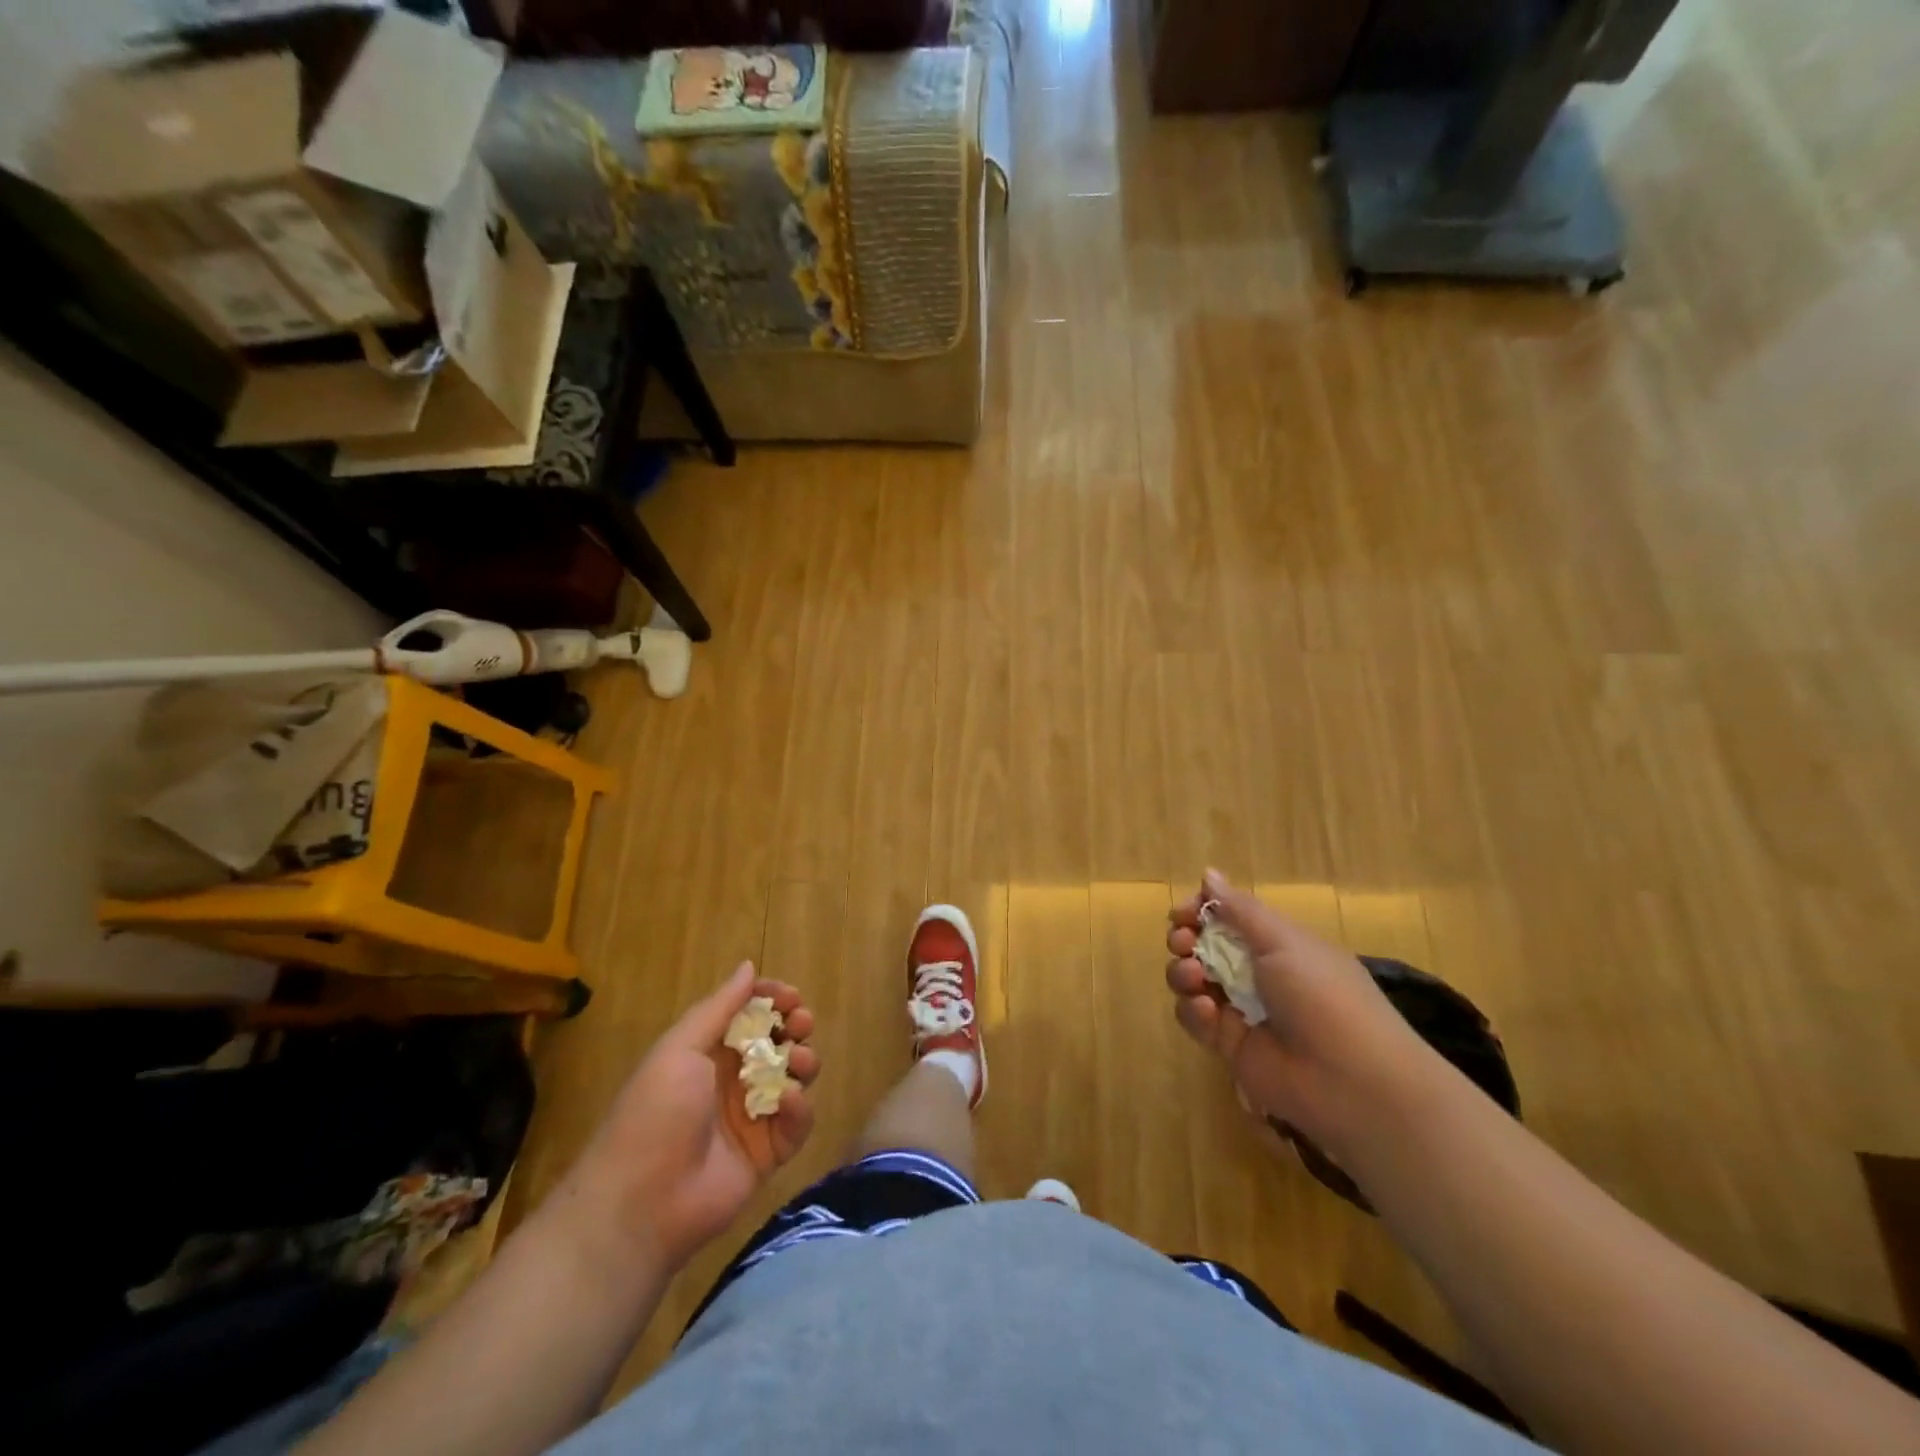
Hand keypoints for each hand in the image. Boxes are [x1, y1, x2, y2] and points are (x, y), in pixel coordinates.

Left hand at [566, 963, 819, 1270]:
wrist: (642, 1202)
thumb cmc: (656, 1112)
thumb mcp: (681, 1049)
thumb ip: (720, 1007)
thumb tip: (749, 966)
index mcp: (709, 1053)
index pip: (750, 1014)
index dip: (772, 1000)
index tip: (790, 996)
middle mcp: (733, 1079)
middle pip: (778, 1041)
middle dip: (795, 1026)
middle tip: (800, 1024)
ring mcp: (753, 1116)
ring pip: (794, 1077)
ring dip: (804, 1061)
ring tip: (797, 1062)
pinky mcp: (769, 1153)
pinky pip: (797, 1122)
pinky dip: (799, 1108)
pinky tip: (787, 1101)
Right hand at [1165, 870, 1428, 1158]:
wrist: (1350, 1080)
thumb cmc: (1322, 994)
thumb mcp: (1283, 941)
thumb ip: (1239, 909)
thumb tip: (1208, 873)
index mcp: (1276, 944)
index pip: (1227, 917)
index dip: (1201, 911)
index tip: (1184, 912)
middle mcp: (1256, 972)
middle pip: (1203, 946)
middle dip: (1184, 938)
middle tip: (1182, 941)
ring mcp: (1240, 1009)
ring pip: (1192, 981)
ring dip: (1183, 972)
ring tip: (1194, 977)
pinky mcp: (1228, 1044)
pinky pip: (1195, 1019)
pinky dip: (1194, 1010)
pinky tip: (1208, 1010)